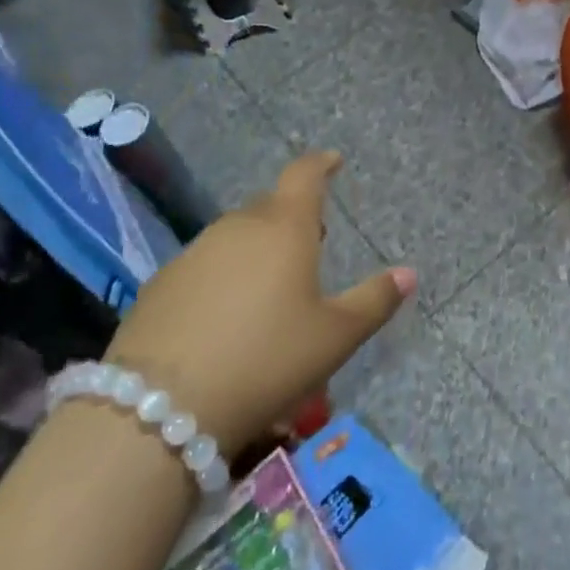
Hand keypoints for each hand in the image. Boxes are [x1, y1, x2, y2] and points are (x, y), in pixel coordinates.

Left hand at [103, 150, 413, 456]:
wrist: (160, 408)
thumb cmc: (267, 360)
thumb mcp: (335, 336)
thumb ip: (374, 301)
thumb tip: (409, 273)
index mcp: (285, 227)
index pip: (305, 175)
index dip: (321, 164)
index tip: (333, 161)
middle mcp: (238, 227)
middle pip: (269, 206)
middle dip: (292, 215)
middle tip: (310, 241)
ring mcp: (193, 253)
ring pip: (234, 235)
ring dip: (255, 246)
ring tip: (269, 283)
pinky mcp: (160, 284)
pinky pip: (203, 265)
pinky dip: (221, 275)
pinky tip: (223, 317)